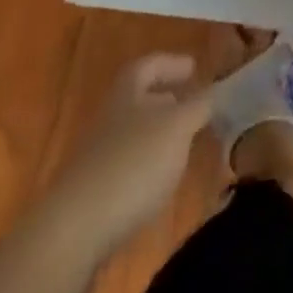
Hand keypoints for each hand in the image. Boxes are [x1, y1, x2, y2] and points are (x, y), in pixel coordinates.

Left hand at [51, 54, 213, 252]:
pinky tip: (161, 181)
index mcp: (127, 91)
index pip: (149, 64)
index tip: (195, 68)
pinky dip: (147, 165)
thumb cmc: (133, 162)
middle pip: (140, 99)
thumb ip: (200, 105)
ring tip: (184, 146)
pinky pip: (127, 166)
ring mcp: (98, 155)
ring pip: (135, 133)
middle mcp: (110, 116)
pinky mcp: (95, 192)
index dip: (172, 63)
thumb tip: (216, 89)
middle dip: (168, 101)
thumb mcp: (178, 126)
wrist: (76, 229)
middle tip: (194, 107)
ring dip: (159, 136)